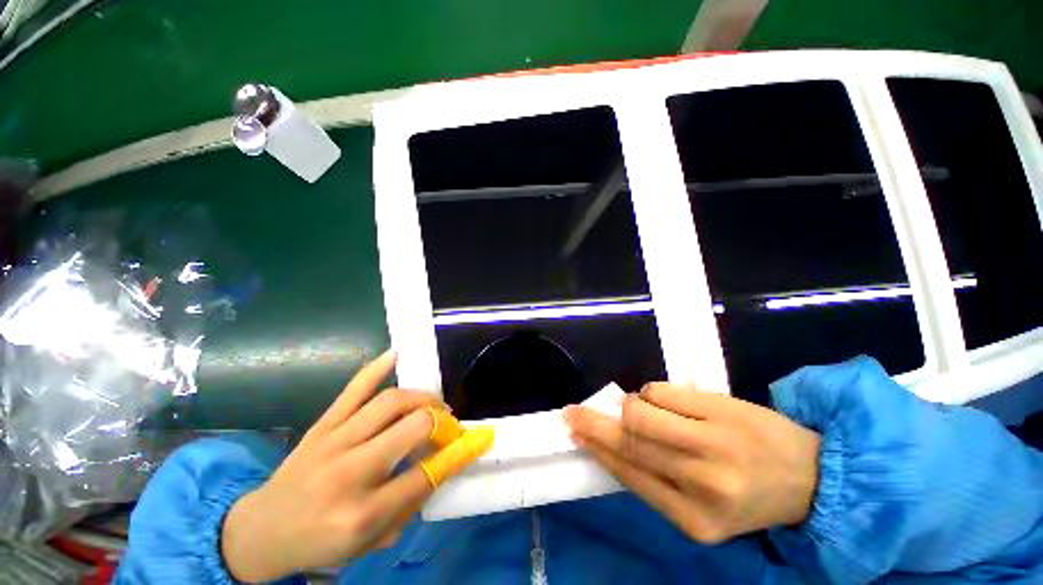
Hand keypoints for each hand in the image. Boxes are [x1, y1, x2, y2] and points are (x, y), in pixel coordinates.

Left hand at [221, 351, 491, 581]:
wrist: (263, 531)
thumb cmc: (321, 542)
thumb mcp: (371, 542)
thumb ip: (410, 504)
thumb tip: (440, 463)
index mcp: (363, 513)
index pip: (425, 475)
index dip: (452, 455)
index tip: (465, 444)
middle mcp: (351, 472)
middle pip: (413, 427)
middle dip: (441, 421)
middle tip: (448, 423)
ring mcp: (334, 441)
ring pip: (390, 402)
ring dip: (422, 398)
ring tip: (433, 404)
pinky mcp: (322, 424)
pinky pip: (354, 389)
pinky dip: (377, 368)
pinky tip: (396, 354)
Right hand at [563, 383, 820, 544]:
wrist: (808, 476)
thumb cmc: (744, 494)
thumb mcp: (698, 507)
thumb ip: (653, 478)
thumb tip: (609, 440)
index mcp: (694, 519)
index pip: (629, 473)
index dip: (596, 448)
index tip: (573, 431)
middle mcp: (702, 482)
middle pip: (629, 440)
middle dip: (593, 422)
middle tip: (572, 412)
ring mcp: (713, 442)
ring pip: (640, 409)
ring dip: (630, 405)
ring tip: (642, 409)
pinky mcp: (721, 408)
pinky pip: (661, 391)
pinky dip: (652, 393)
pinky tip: (668, 402)